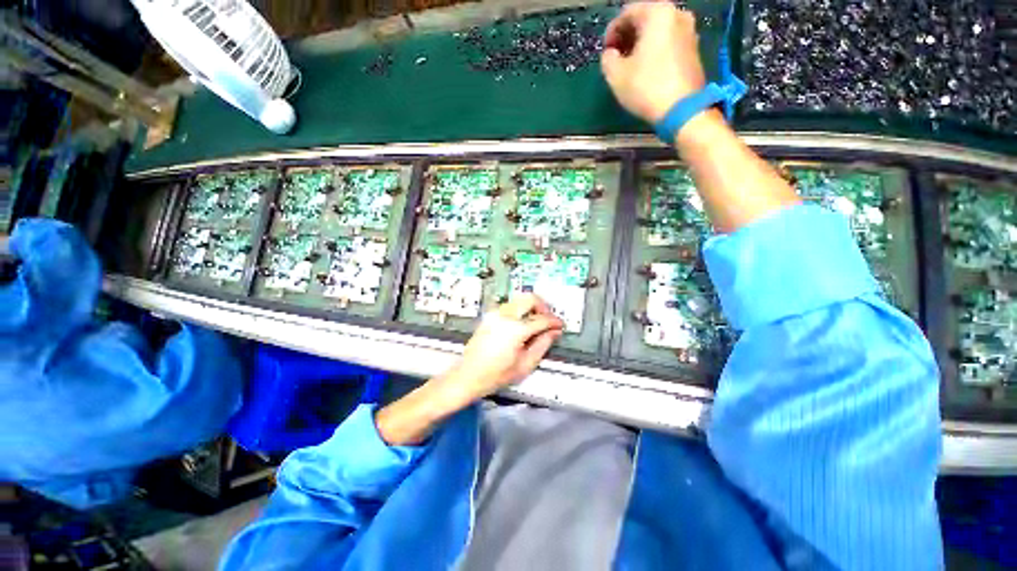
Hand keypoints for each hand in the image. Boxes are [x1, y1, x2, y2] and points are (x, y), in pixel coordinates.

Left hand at [437, 293, 563, 404]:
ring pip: (519, 299)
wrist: (468, 375)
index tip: (559, 325)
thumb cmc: (495, 375)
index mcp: (516, 330)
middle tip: (548, 319)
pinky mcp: (490, 316)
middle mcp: (505, 316)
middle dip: (543, 306)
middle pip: (530, 298)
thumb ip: (542, 345)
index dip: (554, 321)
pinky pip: (510, 305)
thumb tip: (553, 332)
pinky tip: (523, 323)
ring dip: (531, 306)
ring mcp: (496, 314)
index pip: (542, 319)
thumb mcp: (525, 365)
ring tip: (536, 321)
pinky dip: (520, 309)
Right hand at [601, 2, 706, 123]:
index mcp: (657, 13)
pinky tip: (645, 70)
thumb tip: (611, 54)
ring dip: (641, 45)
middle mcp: (677, 14)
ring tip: (629, 66)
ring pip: (657, 32)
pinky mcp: (693, 50)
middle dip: (627, 37)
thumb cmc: (646, 87)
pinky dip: (654, 51)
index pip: (627, 13)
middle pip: (645, 20)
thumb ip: (608, 59)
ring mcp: (689, 31)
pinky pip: (668, 43)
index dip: (611, 32)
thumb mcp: (616, 75)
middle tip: (616, 58)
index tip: (605, 52)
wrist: (681, 110)